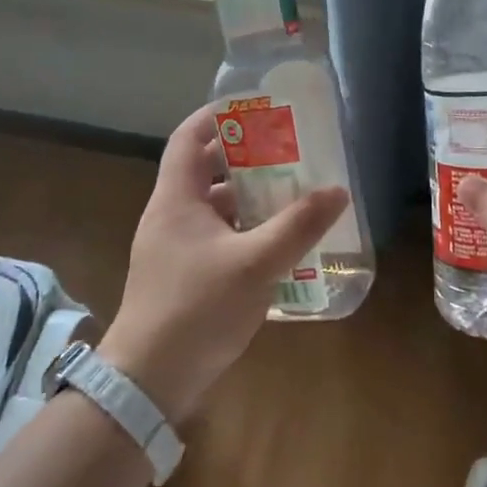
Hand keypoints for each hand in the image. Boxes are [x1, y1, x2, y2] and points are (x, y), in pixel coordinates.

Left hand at [100, 106, 348, 423]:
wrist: (149, 381)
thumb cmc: (196, 308)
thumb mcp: (255, 263)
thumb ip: (298, 226)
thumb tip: (338, 191)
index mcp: (176, 199)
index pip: (188, 138)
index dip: (216, 115)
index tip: (254, 106)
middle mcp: (171, 216)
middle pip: (206, 170)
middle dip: (245, 157)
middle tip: (287, 149)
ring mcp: (175, 249)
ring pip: (214, 208)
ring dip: (249, 197)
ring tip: (291, 191)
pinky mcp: (184, 277)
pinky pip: (217, 238)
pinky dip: (245, 231)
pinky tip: (278, 242)